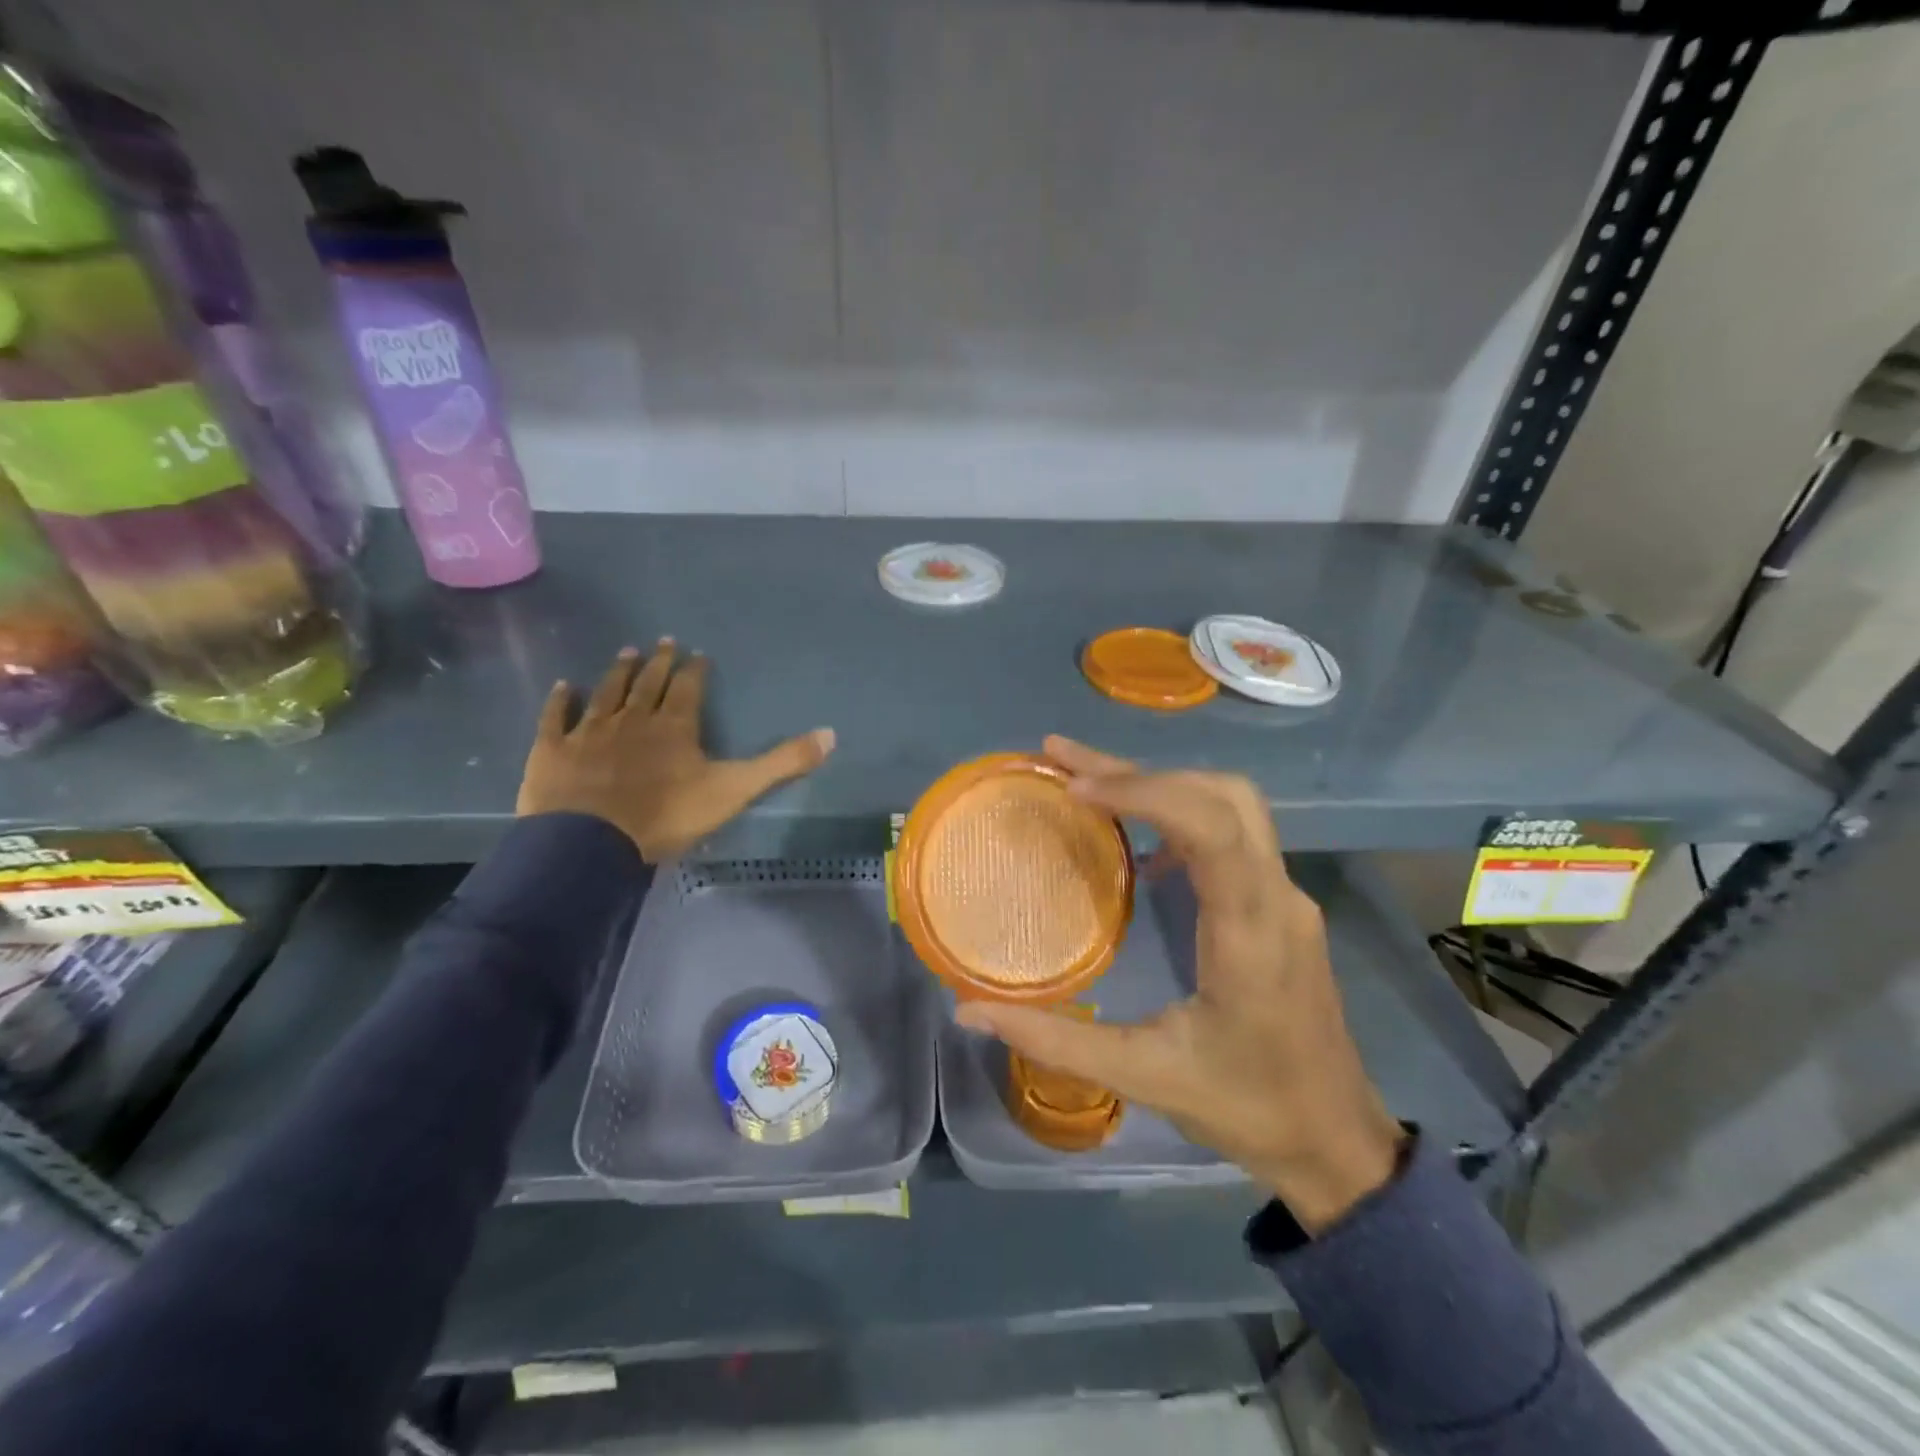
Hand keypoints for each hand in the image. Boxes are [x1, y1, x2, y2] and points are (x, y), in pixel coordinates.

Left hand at [516, 641, 834, 862]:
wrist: (591, 842)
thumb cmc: (667, 815)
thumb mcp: (735, 790)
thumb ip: (782, 763)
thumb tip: (831, 734)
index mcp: (675, 726)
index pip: (688, 688)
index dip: (694, 670)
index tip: (697, 654)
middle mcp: (633, 718)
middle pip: (648, 683)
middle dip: (658, 662)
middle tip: (662, 641)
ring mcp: (590, 731)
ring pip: (608, 692)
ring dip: (618, 672)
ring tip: (626, 651)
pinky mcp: (554, 749)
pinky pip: (558, 718)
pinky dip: (562, 701)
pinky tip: (564, 686)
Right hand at [956, 737, 1404, 1232]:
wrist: (1338, 1140)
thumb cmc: (1249, 1109)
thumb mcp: (1146, 1078)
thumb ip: (1057, 1041)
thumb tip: (971, 1011)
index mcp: (1251, 933)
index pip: (1212, 827)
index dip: (1144, 793)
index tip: (1076, 789)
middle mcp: (1277, 898)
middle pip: (1222, 794)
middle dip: (1141, 770)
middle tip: (1064, 762)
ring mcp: (1286, 897)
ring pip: (1231, 804)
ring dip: (1162, 782)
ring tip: (1089, 782)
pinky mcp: (1281, 906)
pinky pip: (1234, 832)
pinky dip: (1181, 813)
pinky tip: (1140, 848)